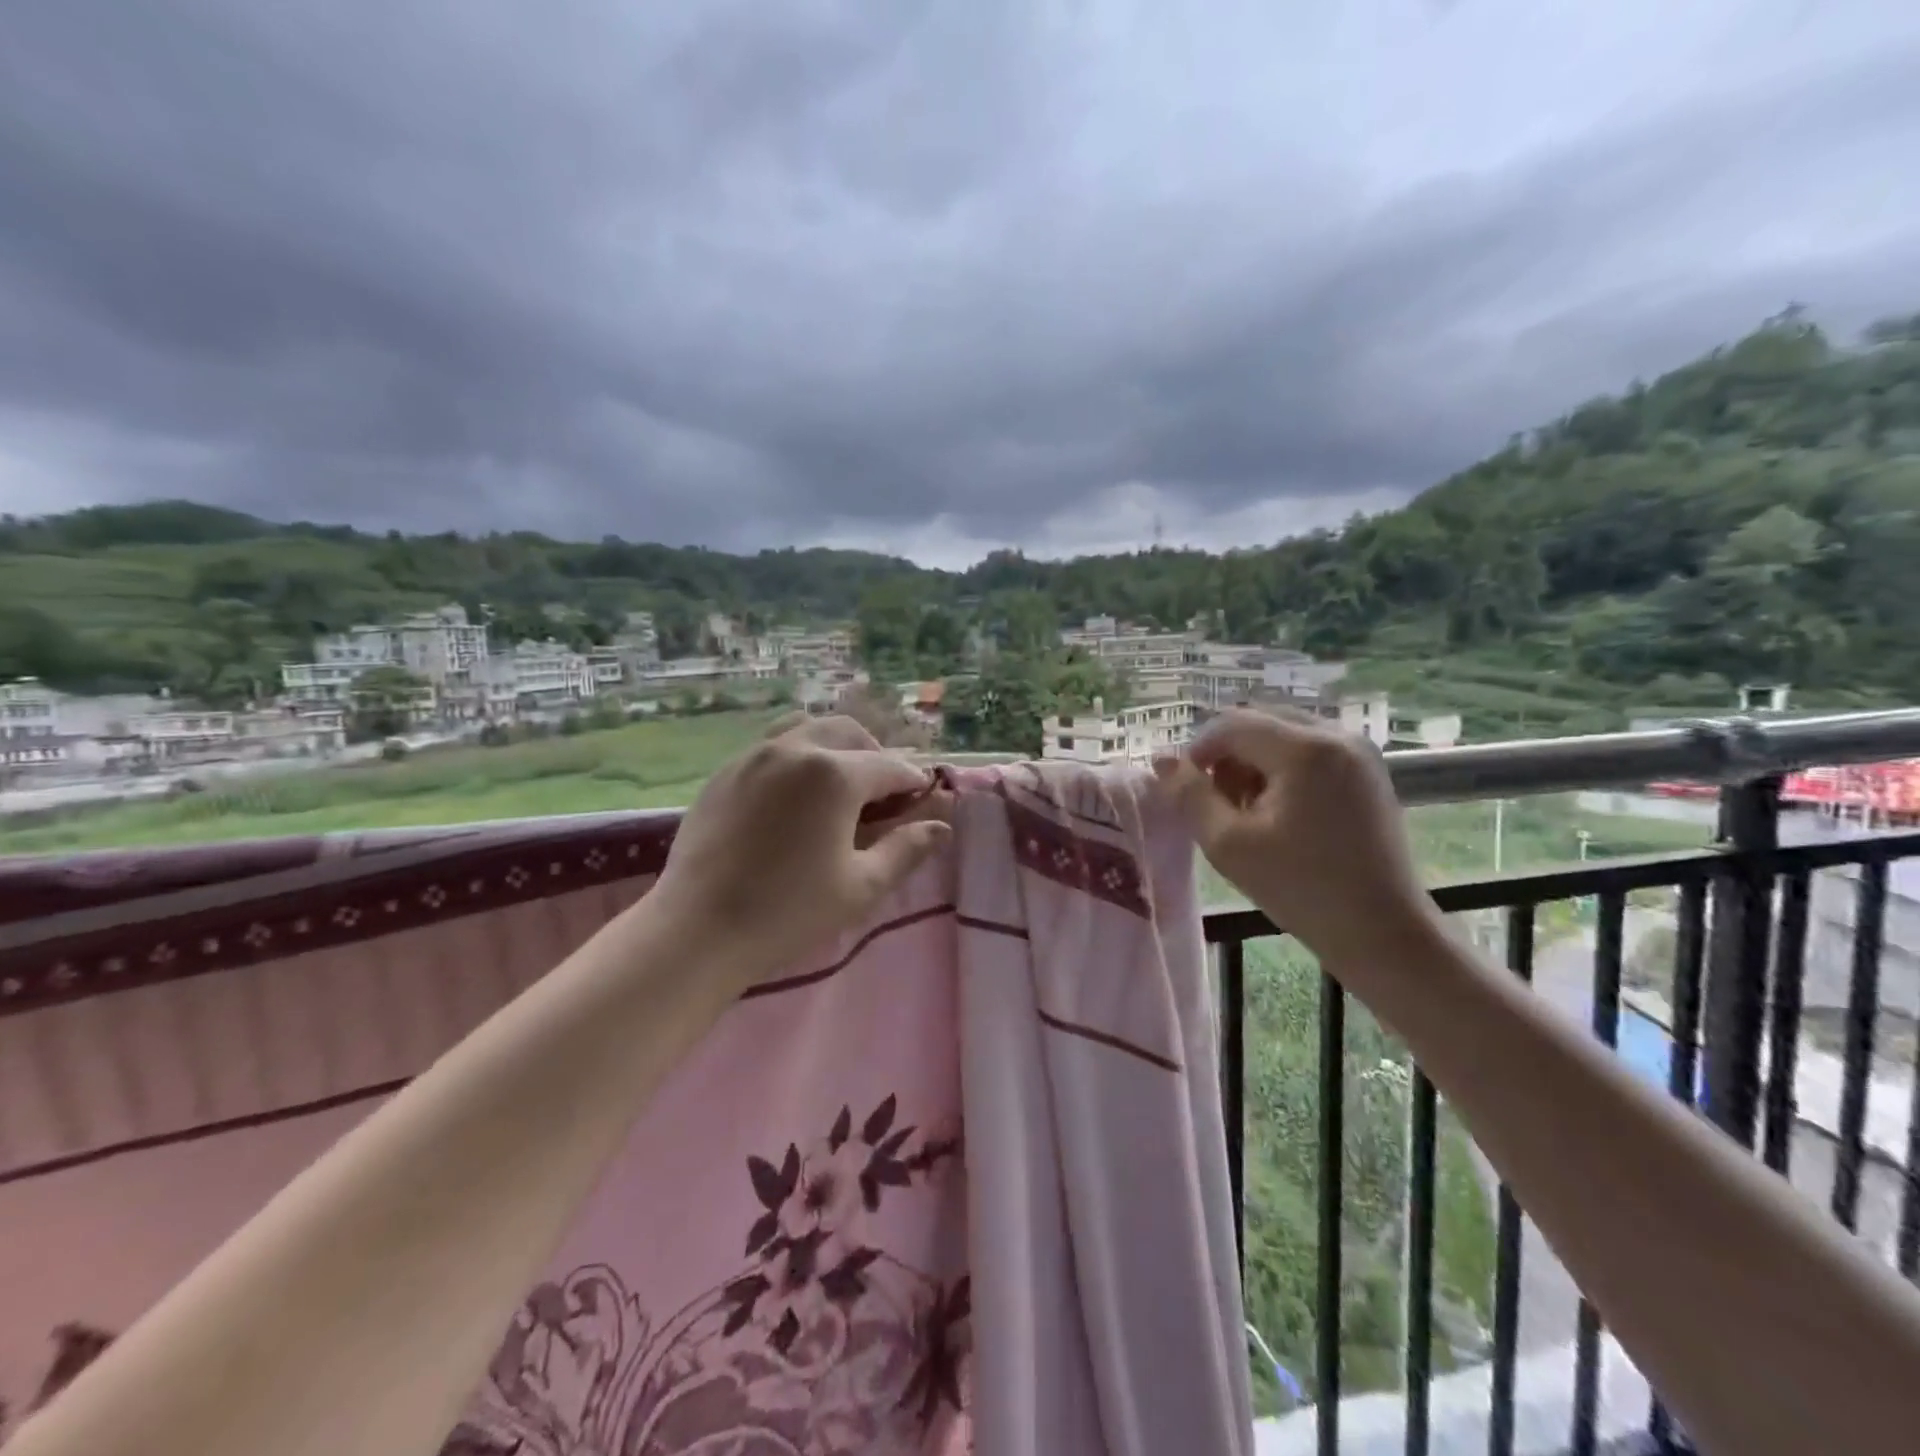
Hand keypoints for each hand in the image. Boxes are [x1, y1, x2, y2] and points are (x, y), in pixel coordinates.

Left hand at [649, 714, 952, 989]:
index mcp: (834, 774)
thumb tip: (941, 827)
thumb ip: (906, 850)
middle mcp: (795, 749)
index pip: (889, 767)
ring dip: (834, 746)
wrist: (696, 931)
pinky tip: (795, 794)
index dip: (912, 782)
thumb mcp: (861, 886)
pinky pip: (772, 746)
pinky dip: (797, 756)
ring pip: (807, 728)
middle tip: (882, 793)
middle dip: (874, 755)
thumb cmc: (788, 912)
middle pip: (849, 732)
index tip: (922, 799)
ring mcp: (753, 755)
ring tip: (839, 783)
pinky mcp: (725, 772)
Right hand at [1153, 708, 1437, 970]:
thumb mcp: (1229, 844)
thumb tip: (1161, 760)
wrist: (1384, 933)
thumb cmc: (1302, 890)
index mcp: (1305, 749)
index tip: (1184, 790)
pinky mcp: (1368, 771)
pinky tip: (1279, 812)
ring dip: (1253, 762)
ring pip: (1283, 734)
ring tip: (1247, 812)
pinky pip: (1309, 750)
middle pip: (1259, 721)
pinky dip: (1281, 769)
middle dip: (1227, 755)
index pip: (1232, 724)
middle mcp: (1336, 735)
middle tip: (1217, 803)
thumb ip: (1190, 795)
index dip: (1197, 751)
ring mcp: (1358, 751)